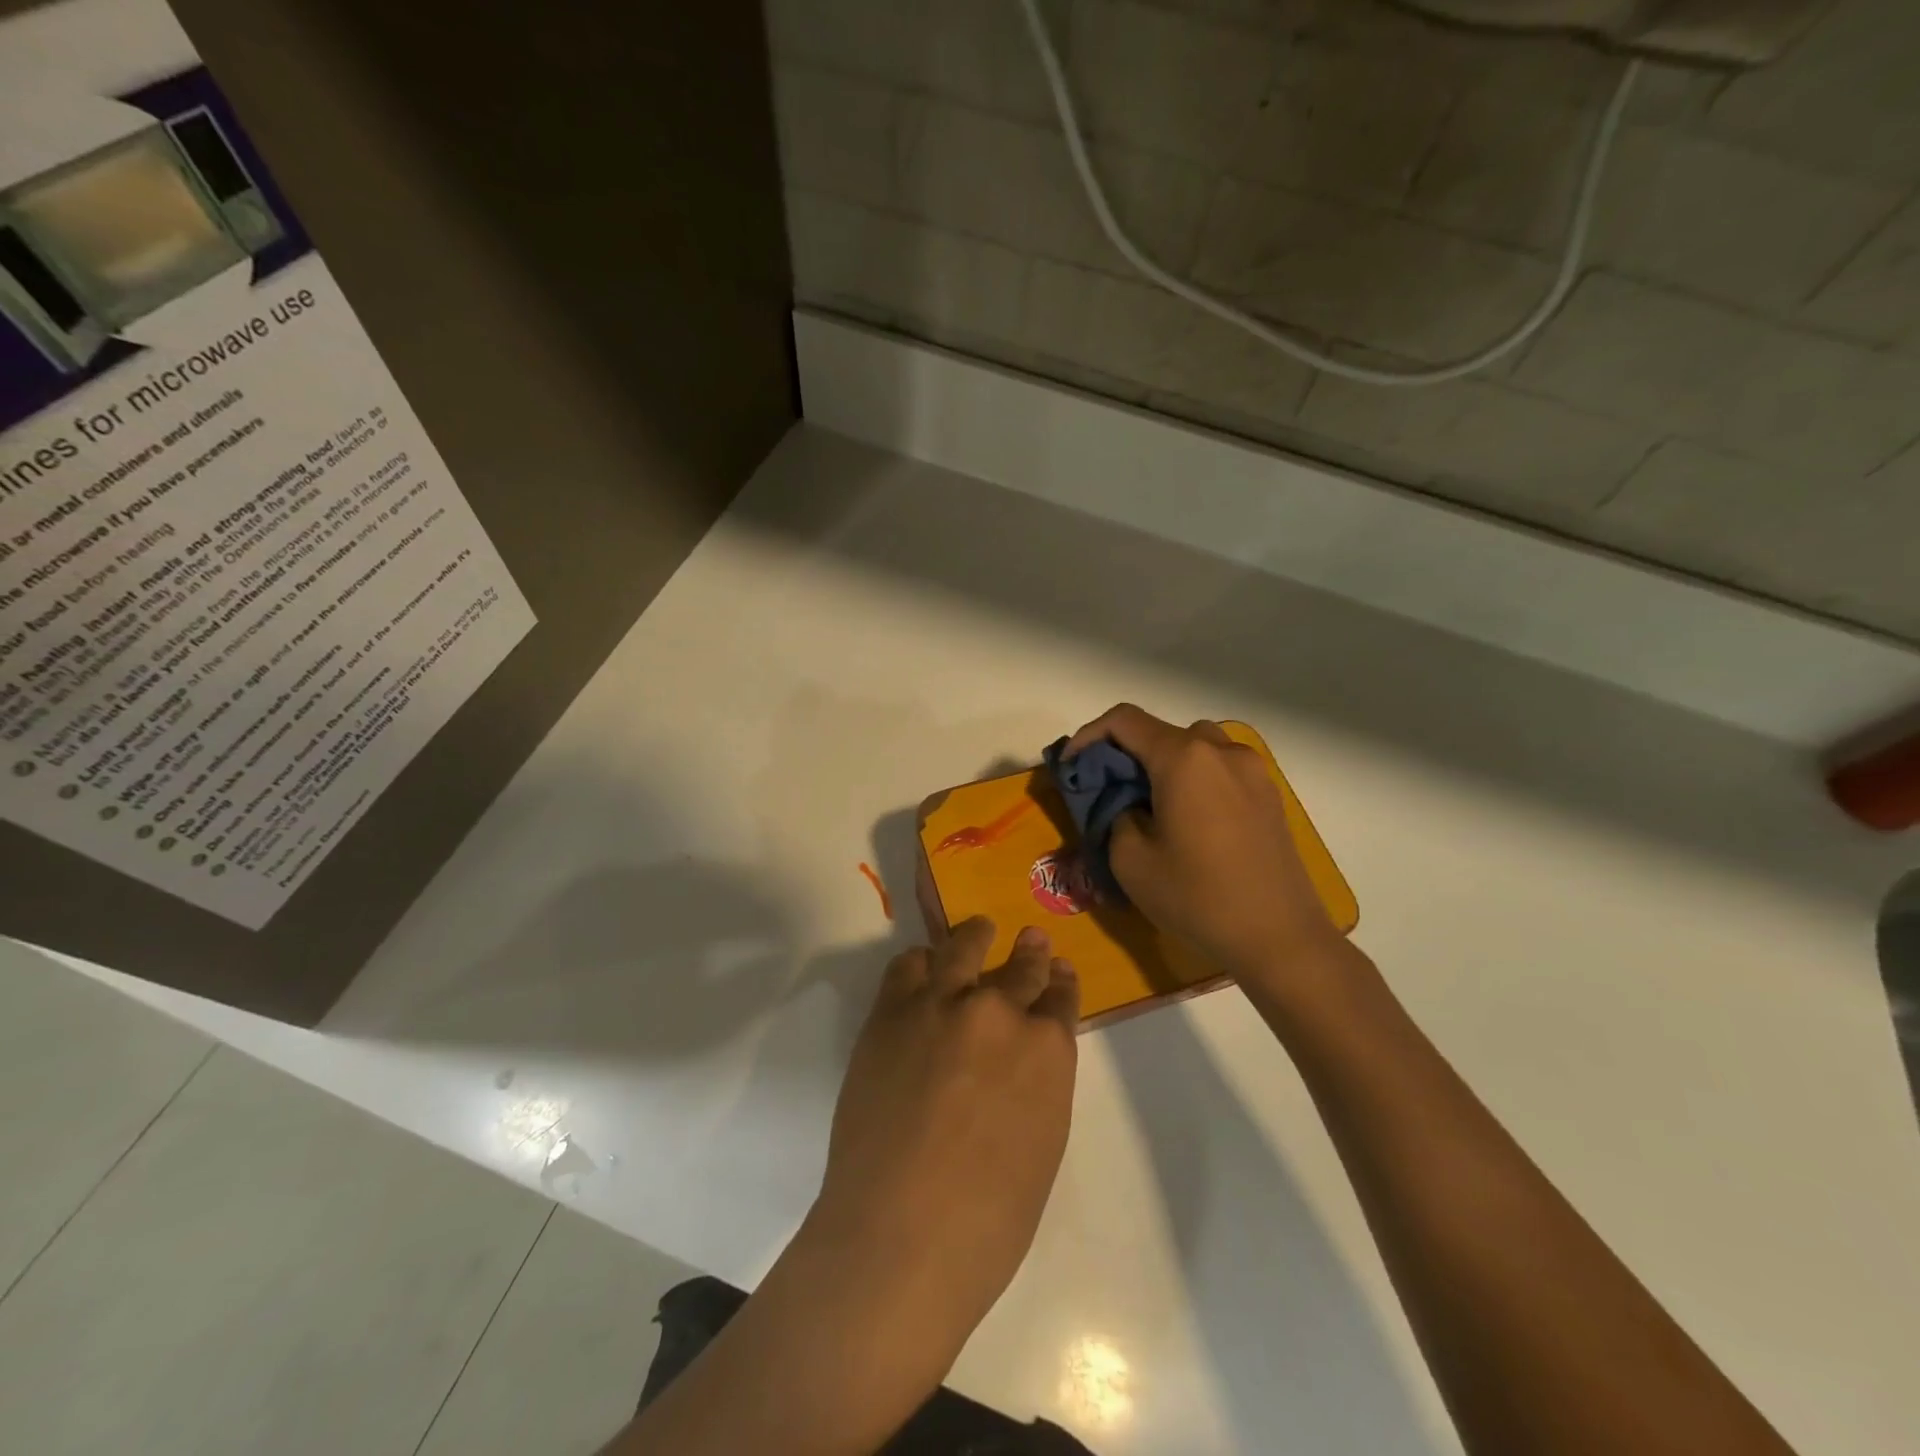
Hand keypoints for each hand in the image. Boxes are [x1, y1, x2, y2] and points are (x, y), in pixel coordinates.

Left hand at [810, 917, 1078, 1359]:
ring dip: (976, 938)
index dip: (1060, 982)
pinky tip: (925, 966)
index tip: (1058, 971)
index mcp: (1048, 1050)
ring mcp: (942, 1003)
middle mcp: (1000, 1010)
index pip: (1061, 997)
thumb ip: (1039, 1085)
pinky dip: (922, 962)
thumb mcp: (1041, 1145)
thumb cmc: (987, 1220)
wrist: (898, 1235)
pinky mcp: (892, 1010)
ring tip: (978, 931)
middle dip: (1030, 953)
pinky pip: (909, 965)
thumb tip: (1027, 1056)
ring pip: (964, 947)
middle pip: (1021, 966)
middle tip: (1030, 940)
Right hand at [1067, 704, 1344, 982]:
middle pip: (1161, 731)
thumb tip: (1126, 805)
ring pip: (1194, 747)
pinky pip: (1220, 768)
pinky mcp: (1268, 794)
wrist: (1280, 937)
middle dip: (1126, 753)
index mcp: (1184, 758)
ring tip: (1149, 804)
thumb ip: (1115, 816)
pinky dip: (1194, 778)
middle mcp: (1221, 751)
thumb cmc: (1198, 897)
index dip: (1088, 736)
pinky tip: (1187, 819)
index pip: (1124, 721)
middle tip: (1107, 791)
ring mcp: (1252, 770)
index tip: (1071, 766)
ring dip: (1163, 763)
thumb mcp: (1130, 862)